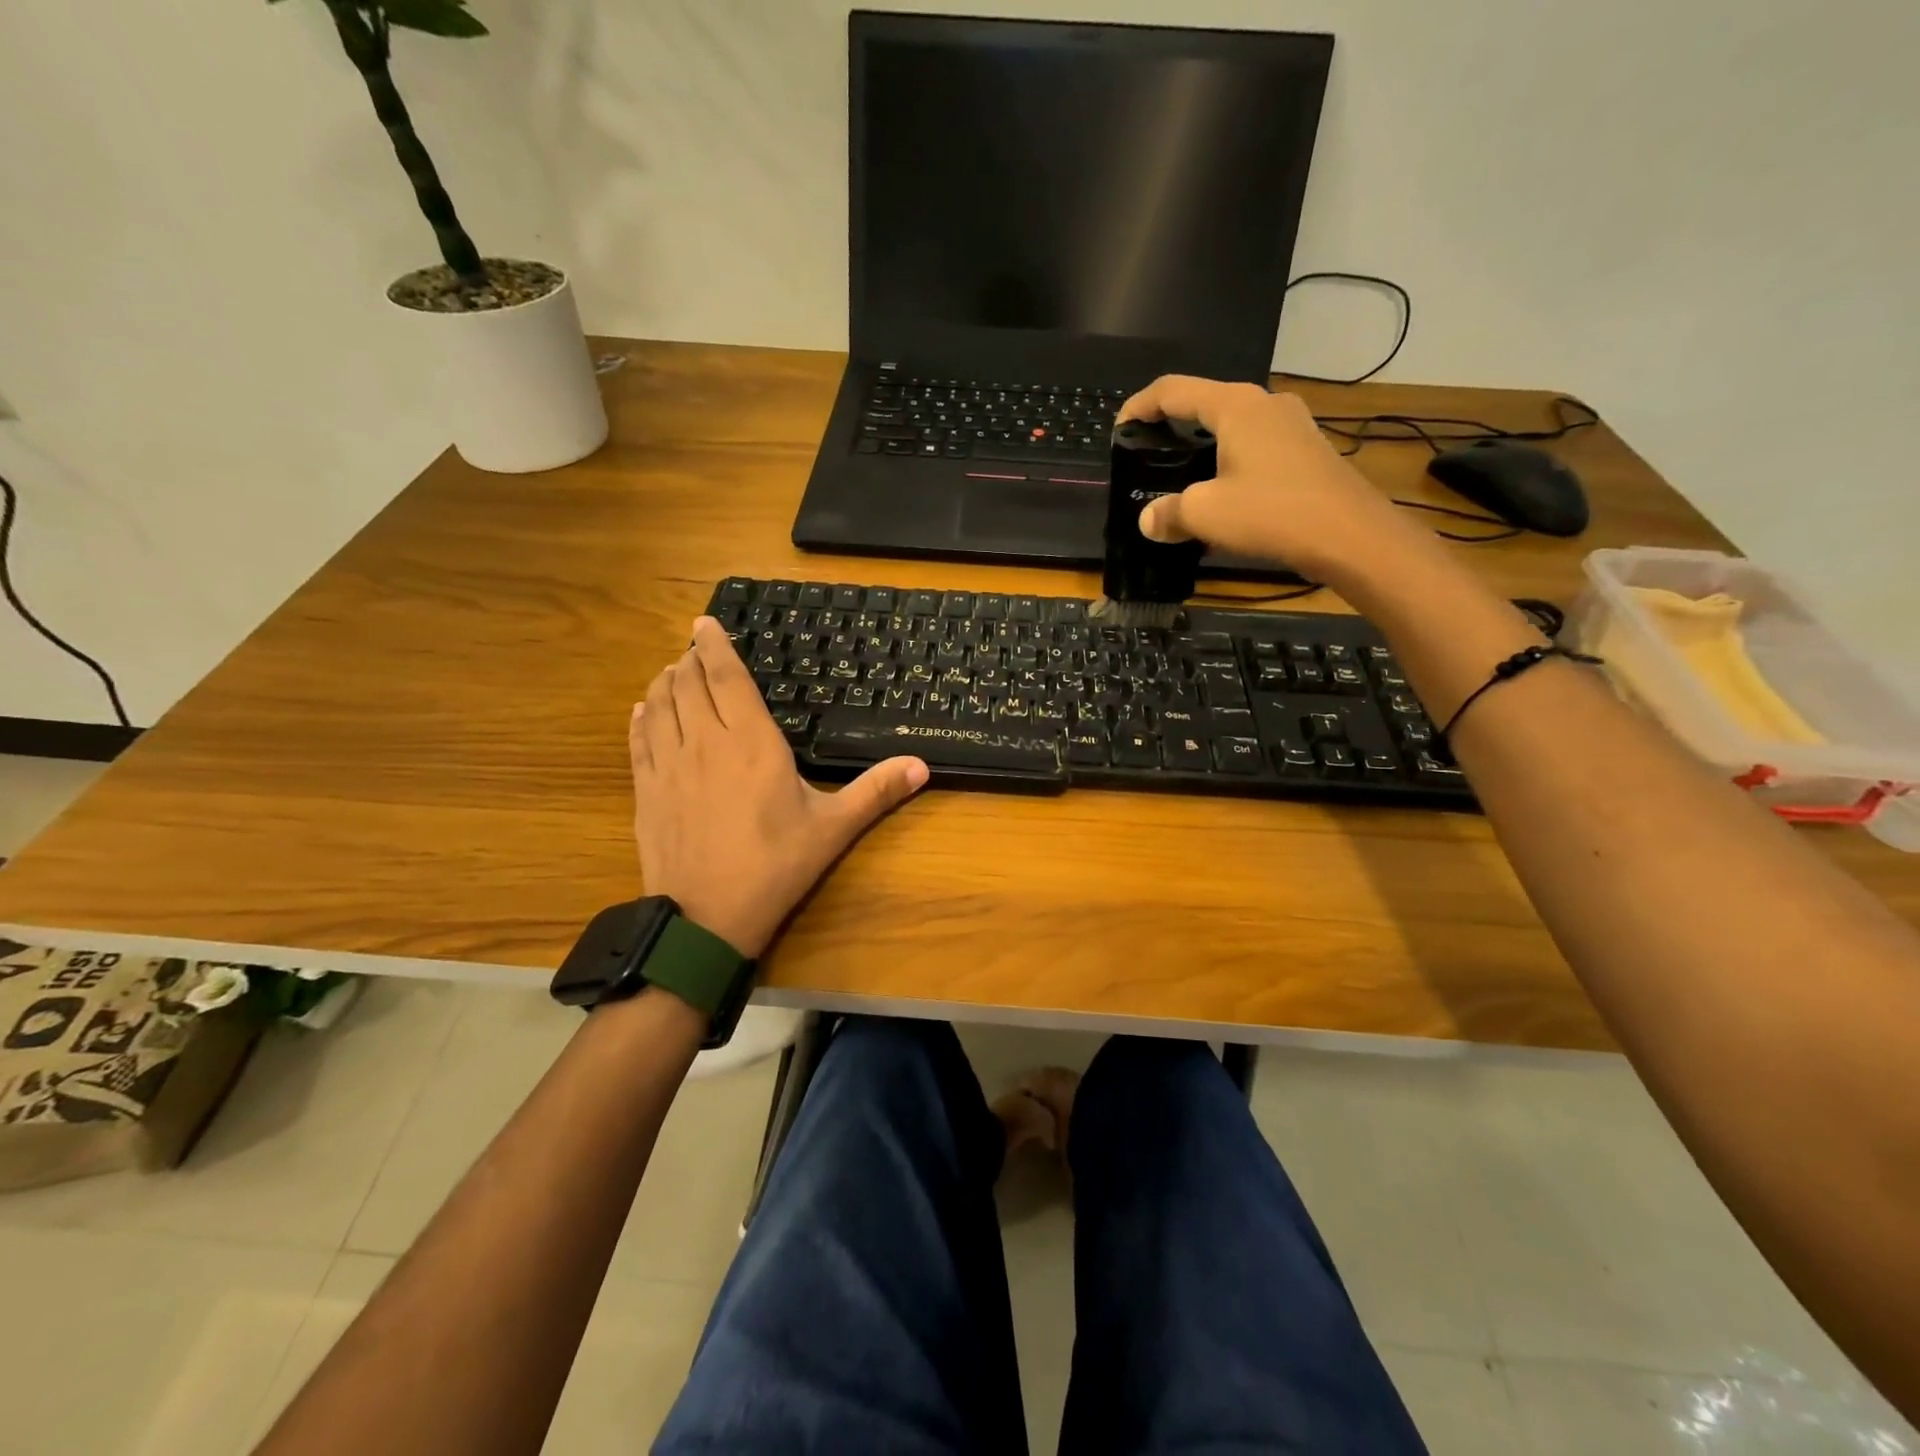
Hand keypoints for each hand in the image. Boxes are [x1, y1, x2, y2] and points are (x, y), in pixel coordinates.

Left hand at [629, 618, 928, 957]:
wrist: (706, 919)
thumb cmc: (775, 867)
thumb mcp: (833, 829)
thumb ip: (876, 792)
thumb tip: (922, 765)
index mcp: (752, 744)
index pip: (726, 679)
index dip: (713, 646)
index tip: (704, 623)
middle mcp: (704, 743)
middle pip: (687, 685)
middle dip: (689, 661)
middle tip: (694, 650)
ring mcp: (668, 767)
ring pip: (658, 706)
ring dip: (663, 683)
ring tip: (671, 673)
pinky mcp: (646, 792)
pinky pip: (638, 741)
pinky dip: (640, 718)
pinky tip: (642, 710)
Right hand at [1117, 375, 1439, 591]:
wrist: (1350, 536)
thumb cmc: (1272, 512)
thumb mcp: (1206, 514)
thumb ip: (1169, 512)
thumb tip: (1148, 519)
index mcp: (1235, 406)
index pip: (1174, 390)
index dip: (1140, 405)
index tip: (1119, 429)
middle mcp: (1265, 403)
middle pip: (1206, 404)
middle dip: (1173, 428)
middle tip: (1149, 456)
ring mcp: (1292, 425)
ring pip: (1234, 427)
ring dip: (1204, 448)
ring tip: (1182, 479)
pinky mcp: (1307, 451)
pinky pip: (1256, 447)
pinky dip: (1230, 463)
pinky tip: (1223, 495)